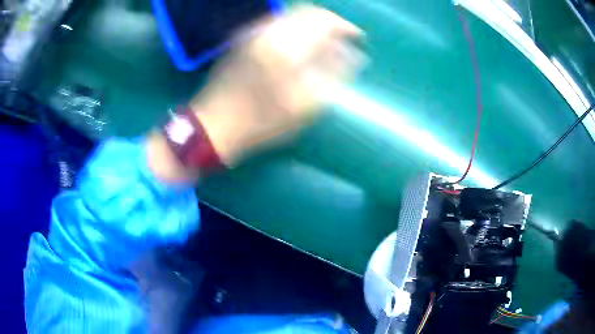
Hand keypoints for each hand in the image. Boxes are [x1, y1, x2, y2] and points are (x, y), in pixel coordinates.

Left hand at [190, 5, 363, 164]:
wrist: (214, 124)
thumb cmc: (261, 122)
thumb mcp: (305, 105)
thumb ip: (333, 74)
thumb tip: (353, 54)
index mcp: (287, 46)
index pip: (325, 20)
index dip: (345, 26)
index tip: (357, 37)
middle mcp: (269, 30)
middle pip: (308, 11)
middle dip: (329, 23)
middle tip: (341, 40)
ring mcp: (253, 32)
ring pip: (291, 14)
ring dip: (312, 24)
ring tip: (323, 43)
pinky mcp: (244, 37)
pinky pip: (276, 22)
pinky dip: (294, 27)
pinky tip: (299, 43)